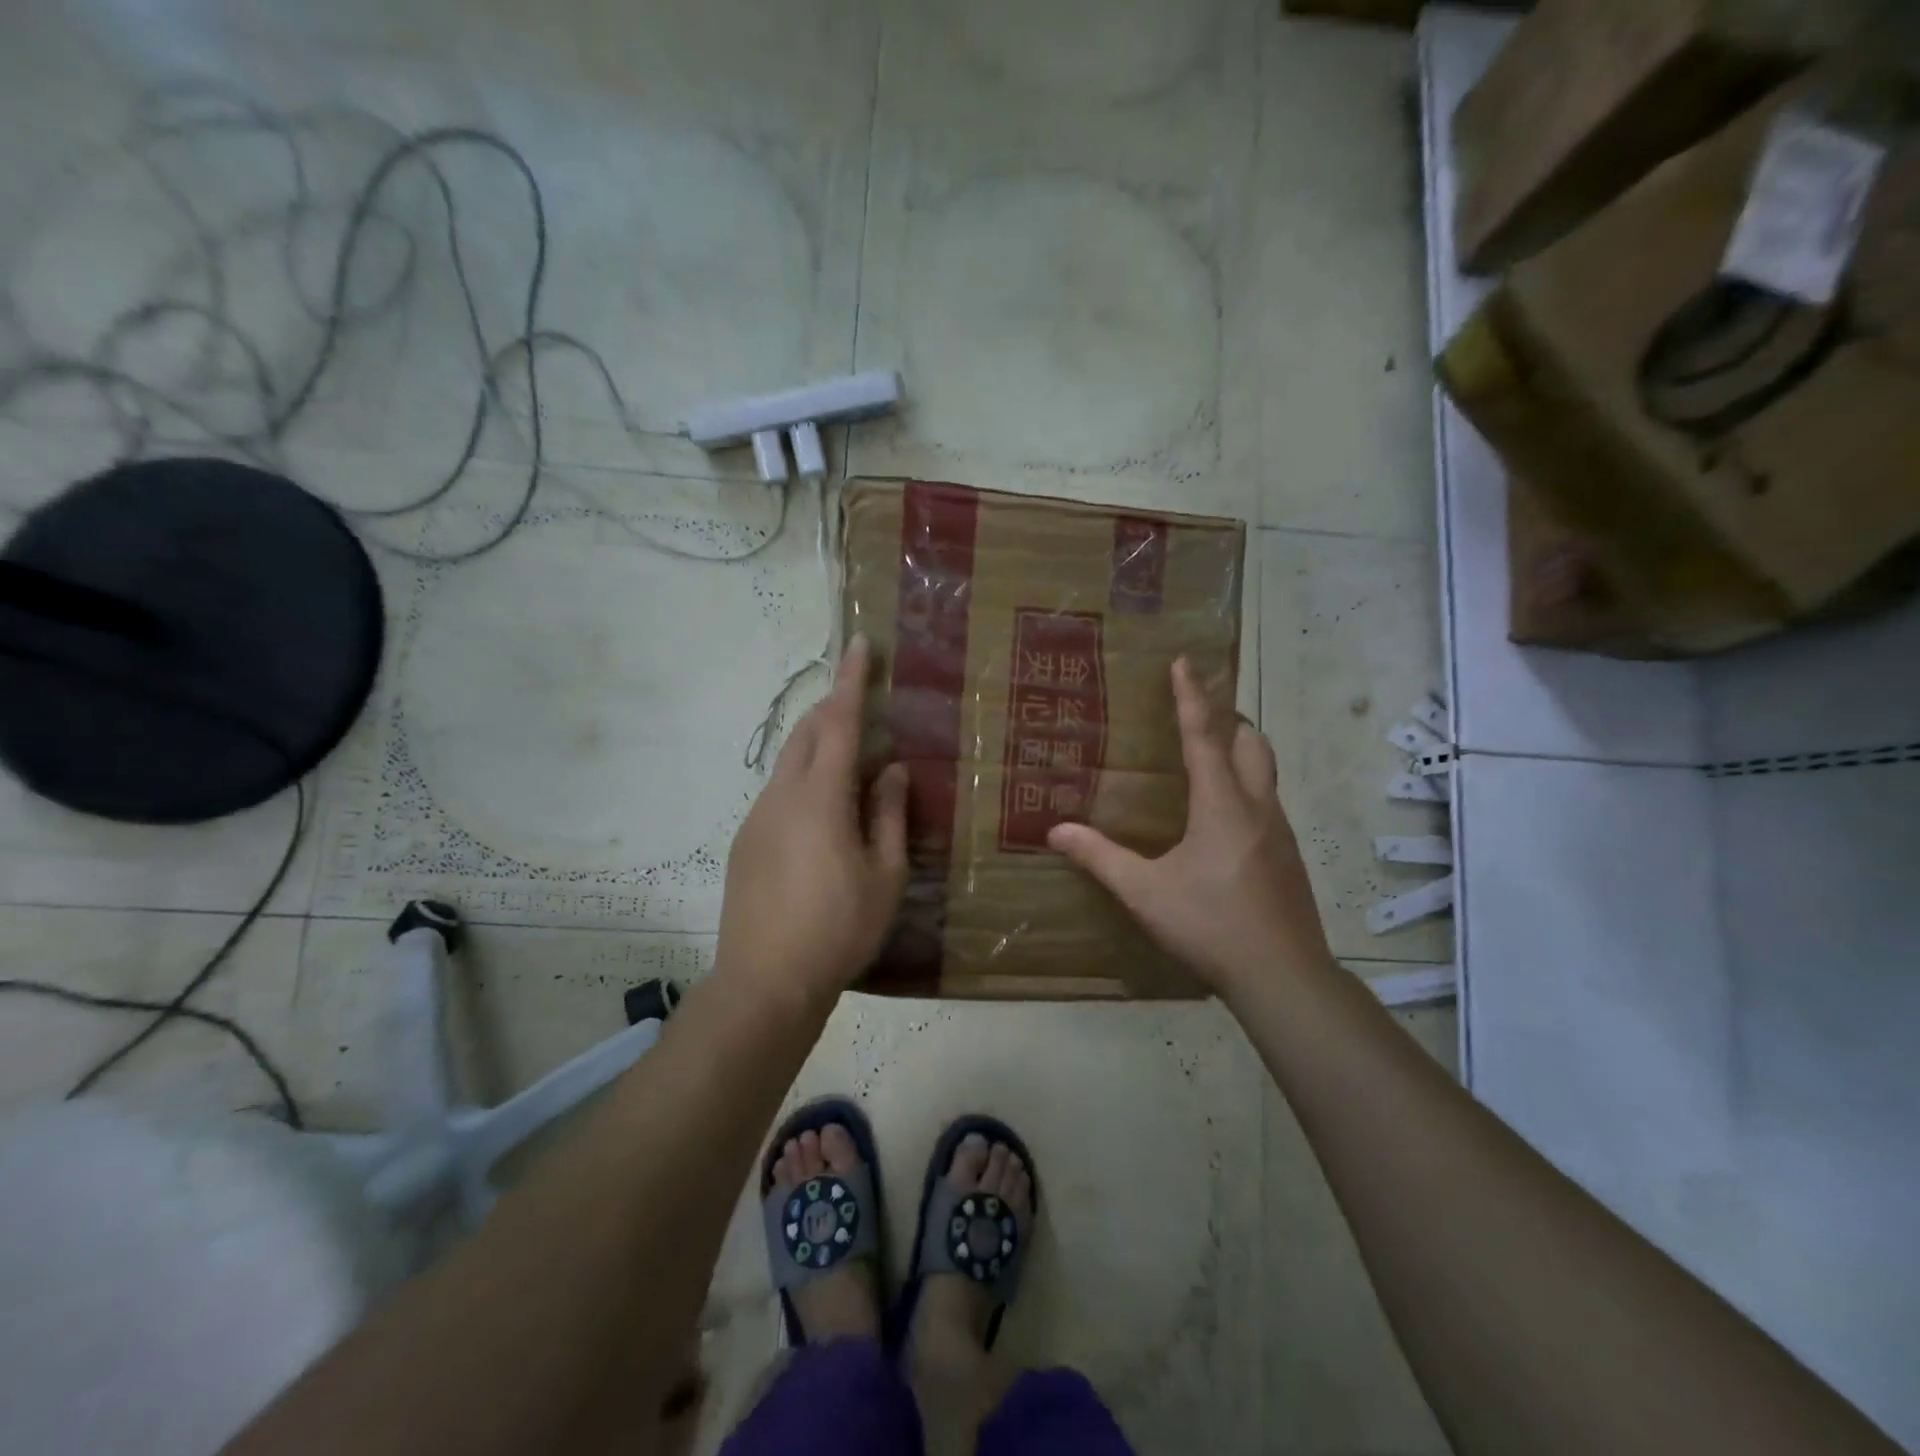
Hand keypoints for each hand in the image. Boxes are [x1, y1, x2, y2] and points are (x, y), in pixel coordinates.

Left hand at [717, 634, 908, 1011]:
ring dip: (819, 747)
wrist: (765, 982)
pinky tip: (825, 814)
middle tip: (864, 705)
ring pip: (790, 763)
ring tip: (852, 764)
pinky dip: (806, 780)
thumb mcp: (885, 874)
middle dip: (833, 708)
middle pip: (807, 733)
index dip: (852, 681)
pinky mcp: (745, 842)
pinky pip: (780, 792)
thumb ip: (890, 815)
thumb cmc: (839, 928)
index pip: (838, 722)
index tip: (861, 645)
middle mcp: (782, 796)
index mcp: (820, 797)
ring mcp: (757, 818)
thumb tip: (893, 770)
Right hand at [1047, 657, 1330, 996]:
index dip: (1192, 696)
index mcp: (1221, 804)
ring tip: (1206, 759)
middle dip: (1227, 718)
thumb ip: (1100, 857)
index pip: (1205, 735)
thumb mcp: (1145, 892)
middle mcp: (1256, 807)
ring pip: (1264, 772)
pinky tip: (1222, 819)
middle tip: (1197, 714)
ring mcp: (1279, 832)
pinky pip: (1267, 801)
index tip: (1184, 662)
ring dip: (1239, 752)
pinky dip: (1245, 787)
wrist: (1283, 976)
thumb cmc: (1210, 925)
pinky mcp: (1287, 856)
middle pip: (1251, 742)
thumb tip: (1056, 830)